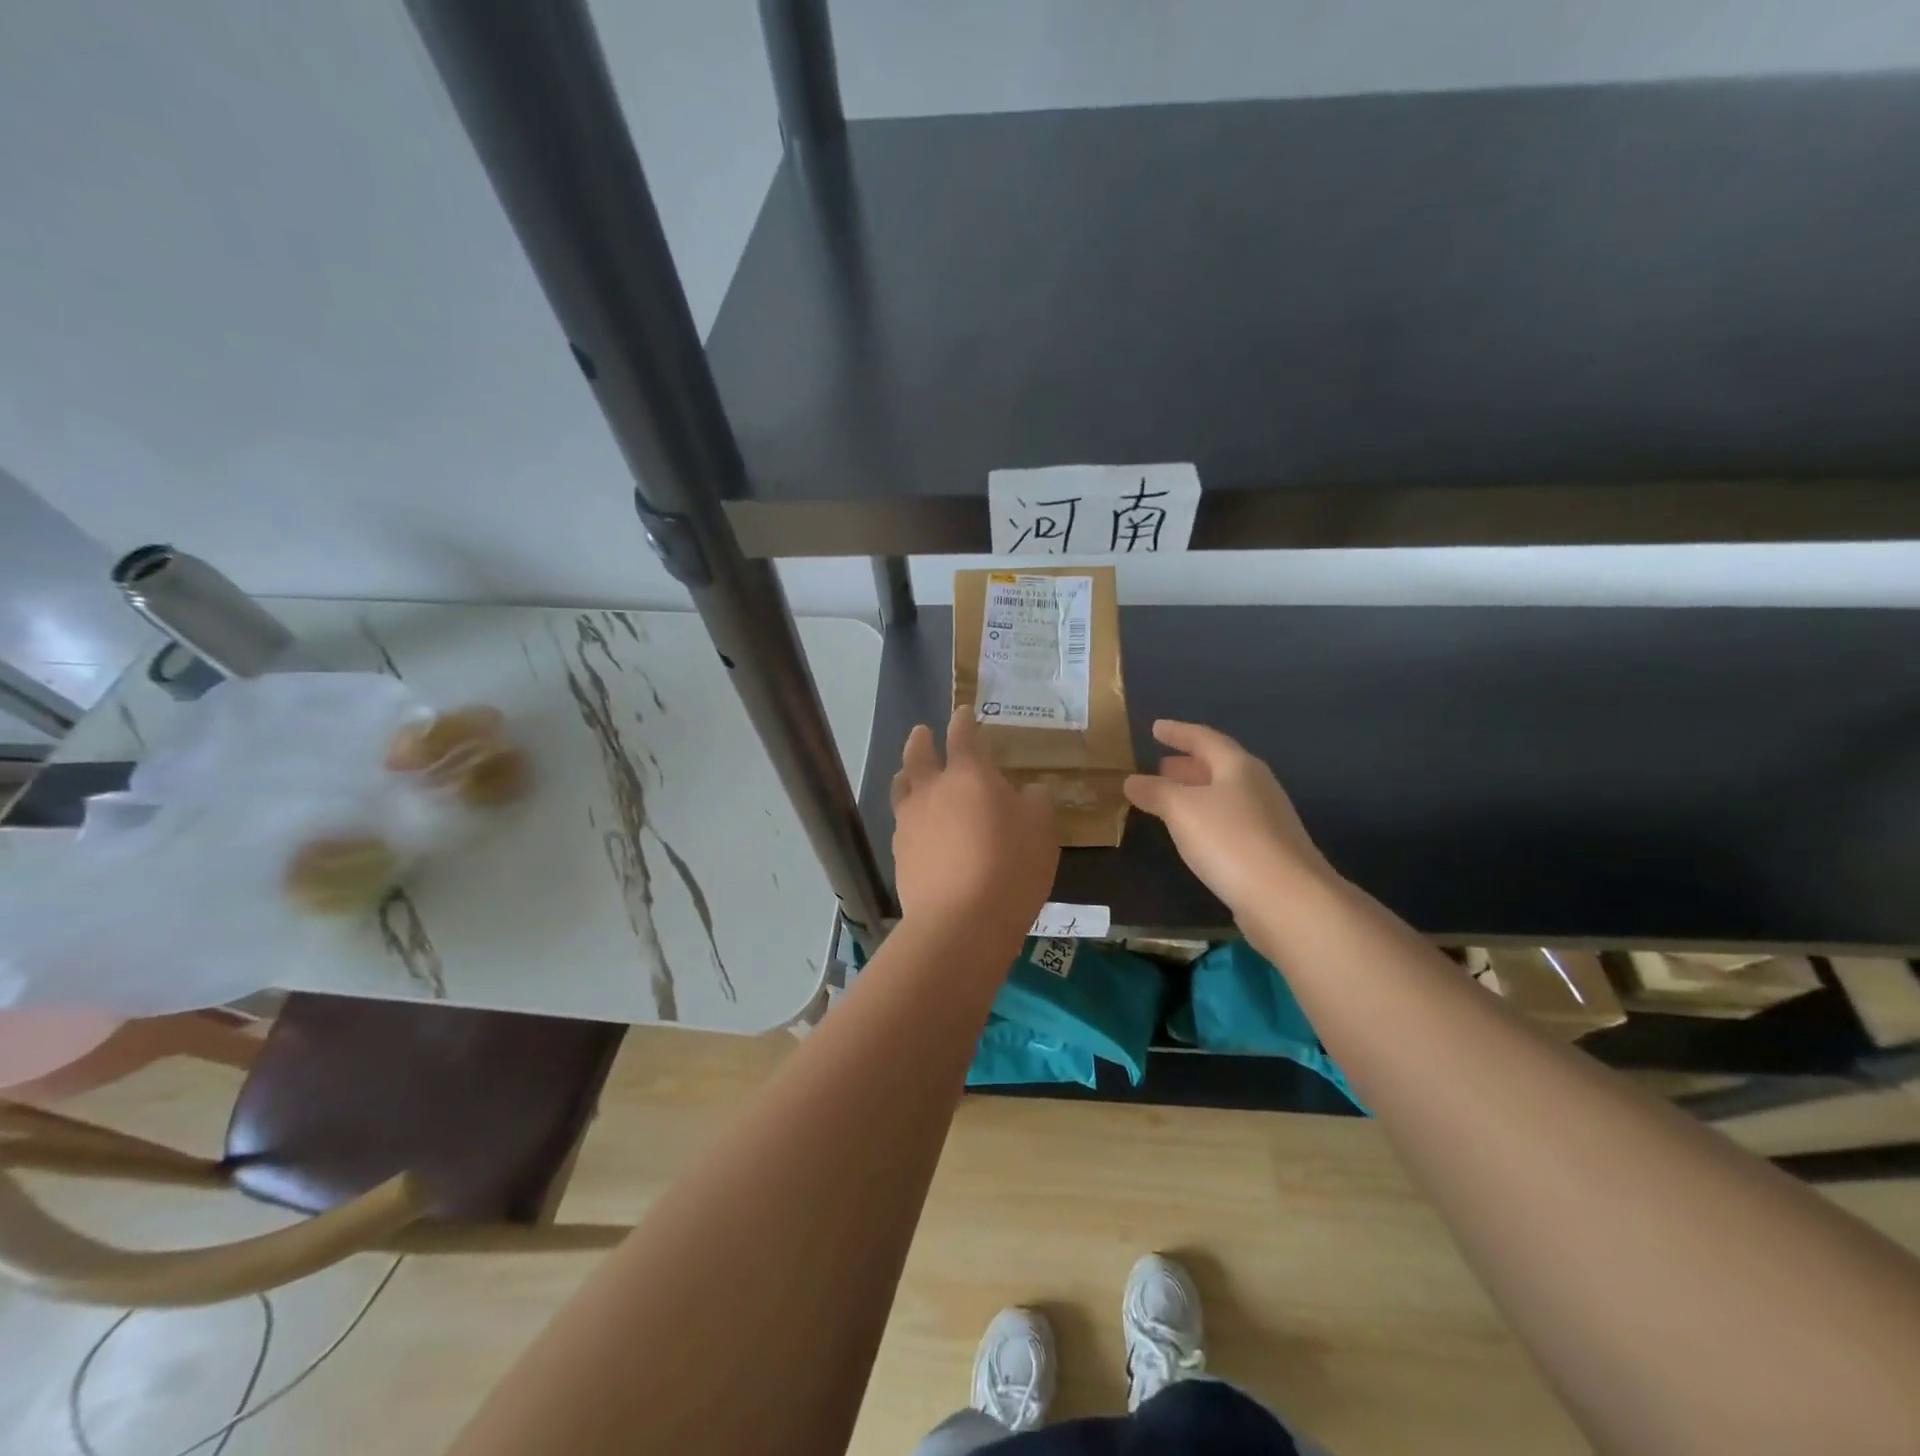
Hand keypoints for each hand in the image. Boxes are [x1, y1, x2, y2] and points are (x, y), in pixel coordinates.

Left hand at [891, 707, 1058, 938]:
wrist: (961, 922)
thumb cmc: (1010, 866)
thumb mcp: (1042, 830)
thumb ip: (1037, 802)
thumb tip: (1030, 791)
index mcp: (968, 775)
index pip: (963, 736)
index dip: (964, 721)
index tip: (964, 713)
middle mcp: (931, 791)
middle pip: (918, 755)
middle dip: (921, 740)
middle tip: (922, 733)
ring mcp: (910, 823)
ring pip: (902, 789)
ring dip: (907, 776)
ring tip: (909, 775)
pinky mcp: (899, 855)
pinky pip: (902, 825)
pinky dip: (910, 817)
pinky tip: (918, 828)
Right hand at [1122, 720, 1334, 918]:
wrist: (1287, 899)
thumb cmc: (1231, 841)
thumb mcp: (1182, 809)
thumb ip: (1156, 791)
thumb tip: (1131, 780)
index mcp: (1239, 767)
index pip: (1205, 739)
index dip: (1178, 732)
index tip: (1156, 728)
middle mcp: (1257, 787)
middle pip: (1218, 767)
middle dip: (1188, 765)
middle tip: (1160, 765)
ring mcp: (1267, 820)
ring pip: (1224, 796)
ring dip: (1195, 793)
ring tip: (1169, 798)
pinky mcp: (1268, 852)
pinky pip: (1229, 823)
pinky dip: (1206, 819)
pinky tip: (1193, 834)